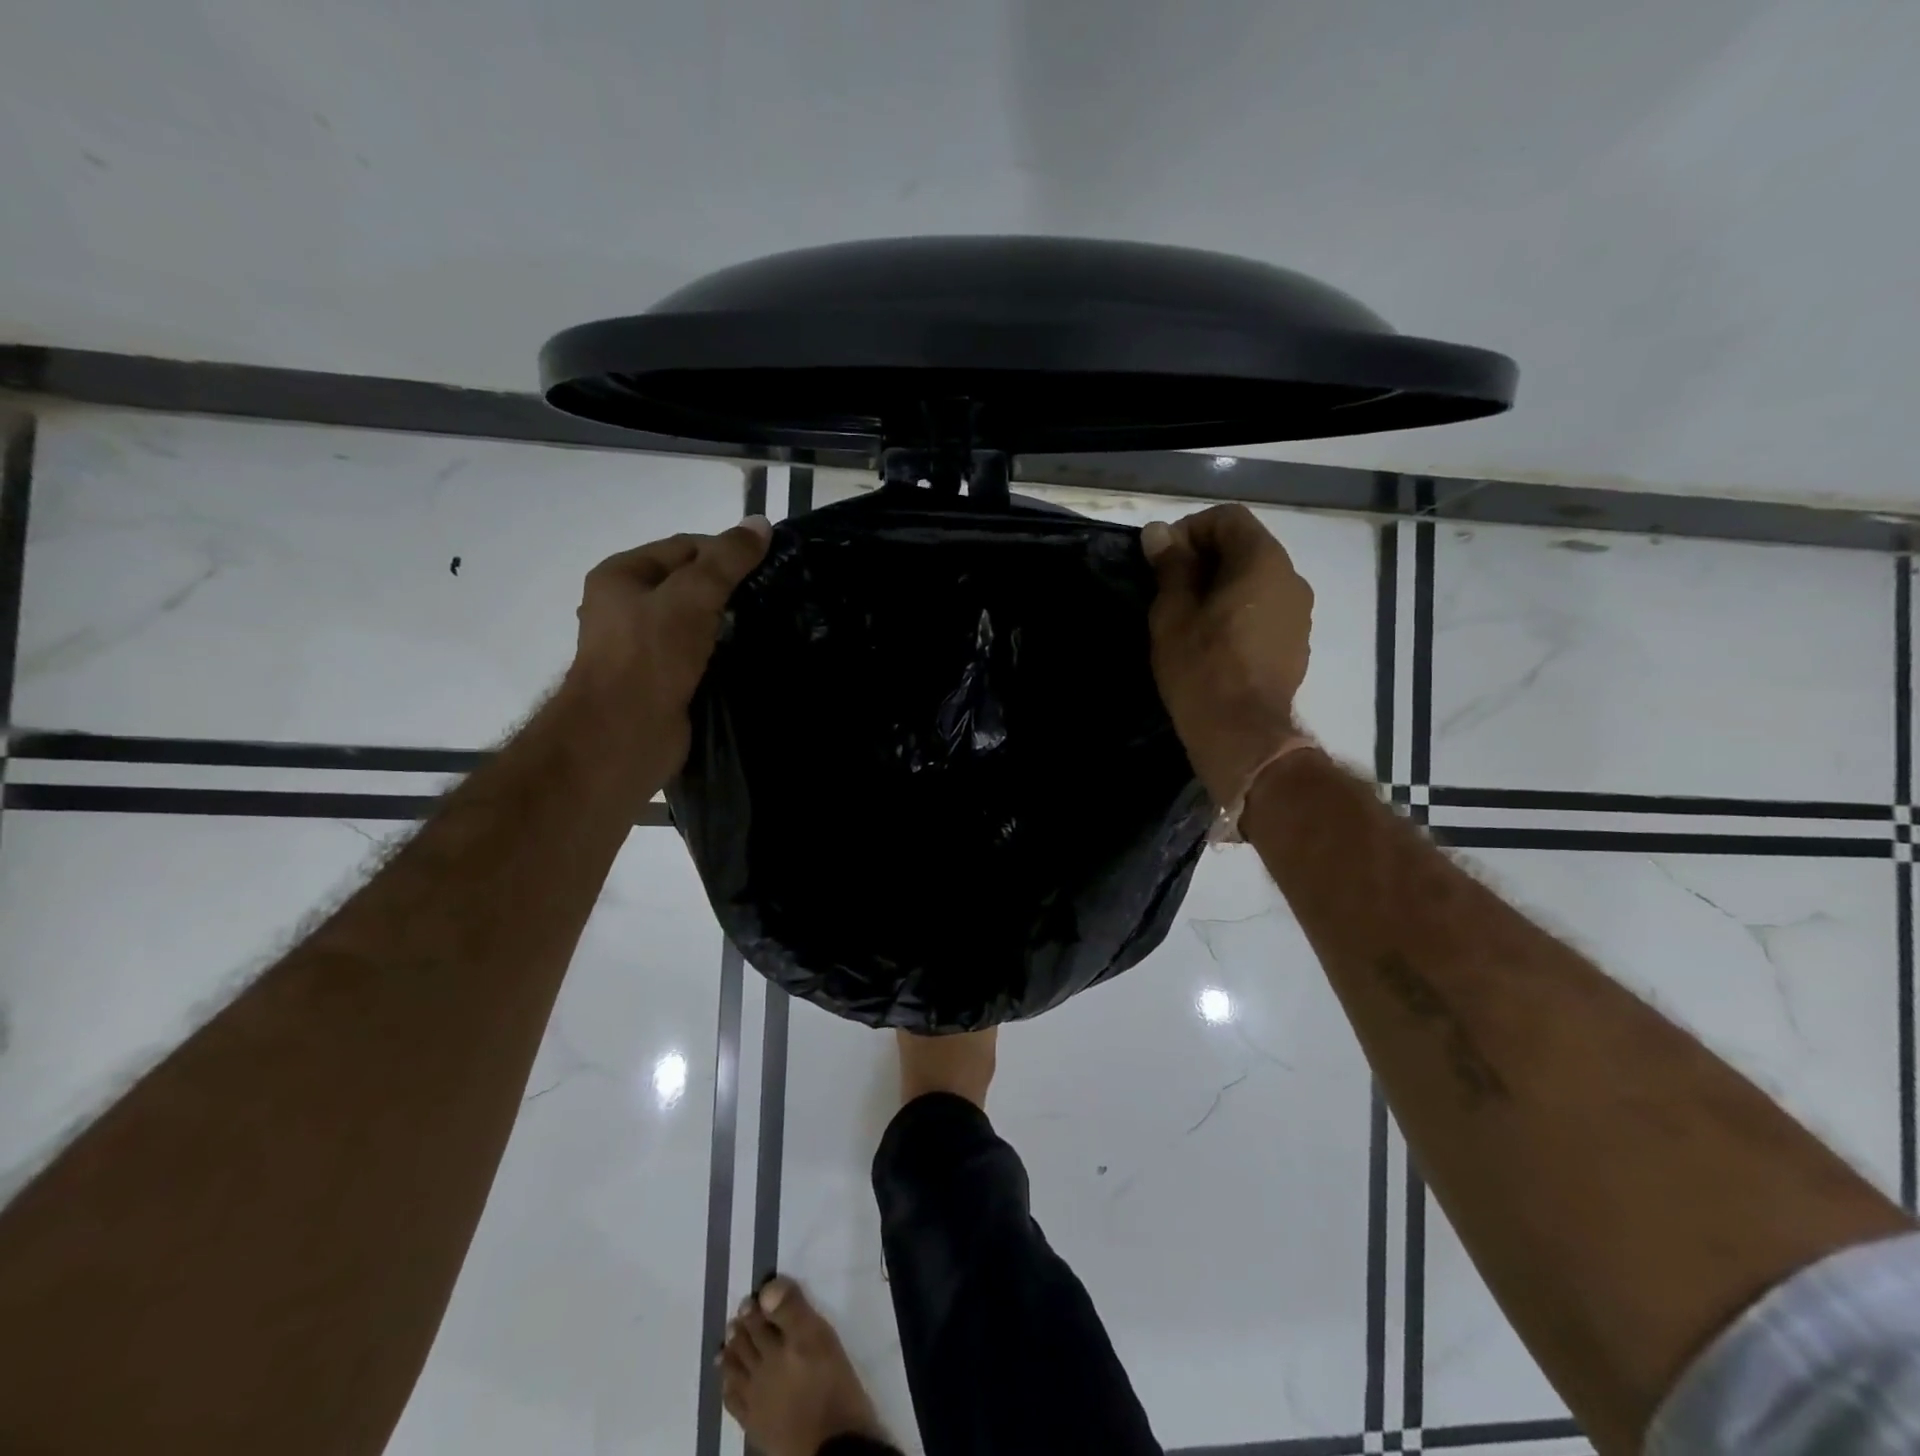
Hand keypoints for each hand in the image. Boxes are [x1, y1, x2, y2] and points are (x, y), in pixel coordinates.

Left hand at [563, 517, 772, 767]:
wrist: (623, 736)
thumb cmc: (650, 657)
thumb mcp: (692, 597)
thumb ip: (727, 560)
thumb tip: (761, 523)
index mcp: (622, 575)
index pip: (684, 547)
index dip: (726, 551)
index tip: (769, 567)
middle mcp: (627, 607)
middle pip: (690, 584)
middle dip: (730, 589)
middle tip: (775, 597)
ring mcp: (644, 647)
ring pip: (697, 622)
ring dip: (730, 623)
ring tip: (771, 624)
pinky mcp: (662, 680)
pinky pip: (699, 655)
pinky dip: (724, 653)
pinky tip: (753, 656)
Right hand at [1142, 504, 1313, 806]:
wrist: (1242, 734)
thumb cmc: (1201, 668)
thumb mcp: (1173, 614)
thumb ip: (1171, 567)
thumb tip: (1160, 532)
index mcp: (1263, 561)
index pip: (1228, 518)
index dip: (1190, 530)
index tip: (1163, 561)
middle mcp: (1291, 578)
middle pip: (1246, 547)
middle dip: (1205, 559)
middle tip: (1169, 589)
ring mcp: (1299, 613)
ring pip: (1256, 581)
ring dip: (1222, 586)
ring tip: (1189, 618)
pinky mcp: (1296, 644)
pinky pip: (1265, 610)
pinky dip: (1239, 611)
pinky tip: (1214, 641)